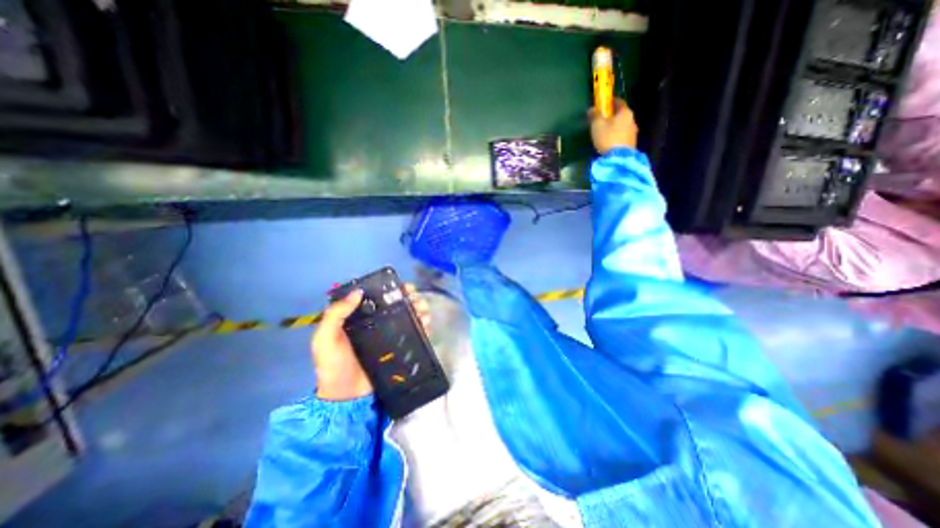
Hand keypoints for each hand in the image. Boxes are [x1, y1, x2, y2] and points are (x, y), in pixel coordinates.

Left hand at [316, 285, 431, 400]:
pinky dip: (423, 326)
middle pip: (398, 305)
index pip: (379, 297)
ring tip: (423, 311)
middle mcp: (378, 322)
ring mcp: (391, 335)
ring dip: (419, 310)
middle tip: (416, 299)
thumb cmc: (333, 365)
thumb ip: (336, 314)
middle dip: (410, 298)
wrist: (345, 397)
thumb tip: (358, 292)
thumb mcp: (325, 338)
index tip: (403, 286)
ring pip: (409, 317)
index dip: (392, 289)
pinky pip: (414, 334)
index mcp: (361, 317)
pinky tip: (426, 323)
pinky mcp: (400, 348)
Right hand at [586, 97, 638, 151]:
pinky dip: (617, 136)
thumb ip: (595, 115)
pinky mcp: (631, 143)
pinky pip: (623, 136)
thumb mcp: (597, 125)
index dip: (610, 102)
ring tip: (605, 132)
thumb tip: (592, 109)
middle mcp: (632, 120)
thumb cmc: (608, 138)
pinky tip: (610, 141)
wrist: (619, 158)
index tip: (603, 104)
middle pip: (621, 115)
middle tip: (603, 120)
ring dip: (615, 127)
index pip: (619, 102)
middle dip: (612, 116)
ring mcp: (633, 132)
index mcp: (625, 112)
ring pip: (623, 125)